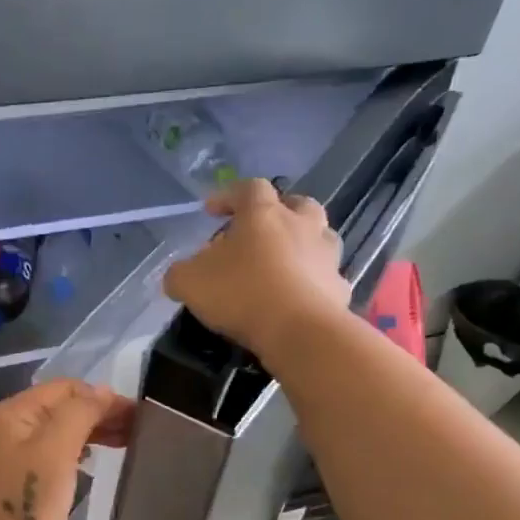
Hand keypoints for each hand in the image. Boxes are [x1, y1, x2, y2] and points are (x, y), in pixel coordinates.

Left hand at [0, 380, 133, 519]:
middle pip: (63, 406)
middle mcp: (11, 424)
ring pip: (62, 428)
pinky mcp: (22, 475)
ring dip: (94, 430)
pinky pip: (56, 450)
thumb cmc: (29, 500)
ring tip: (128, 441)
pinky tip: (97, 458)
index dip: (103, 396)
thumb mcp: (57, 449)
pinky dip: (80, 449)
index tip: (138, 414)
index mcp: (15, 411)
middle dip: (100, 412)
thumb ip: (80, 412)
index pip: (66, 387)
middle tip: (139, 429)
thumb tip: (103, 392)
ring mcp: (14, 451)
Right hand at [163, 178, 350, 364]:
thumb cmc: (241, 293)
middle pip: (297, 205)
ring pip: (318, 238)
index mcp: (264, 214)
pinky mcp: (339, 288)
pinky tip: (294, 300)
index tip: (211, 211)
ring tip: (279, 266)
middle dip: (278, 213)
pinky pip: (323, 277)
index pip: (248, 188)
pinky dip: (310, 282)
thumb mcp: (189, 282)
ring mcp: (326, 256)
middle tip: (258, 232)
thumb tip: (180, 274)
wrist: (299, 331)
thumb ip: (180, 273)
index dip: (228, 196)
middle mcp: (302, 226)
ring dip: (300, 245)